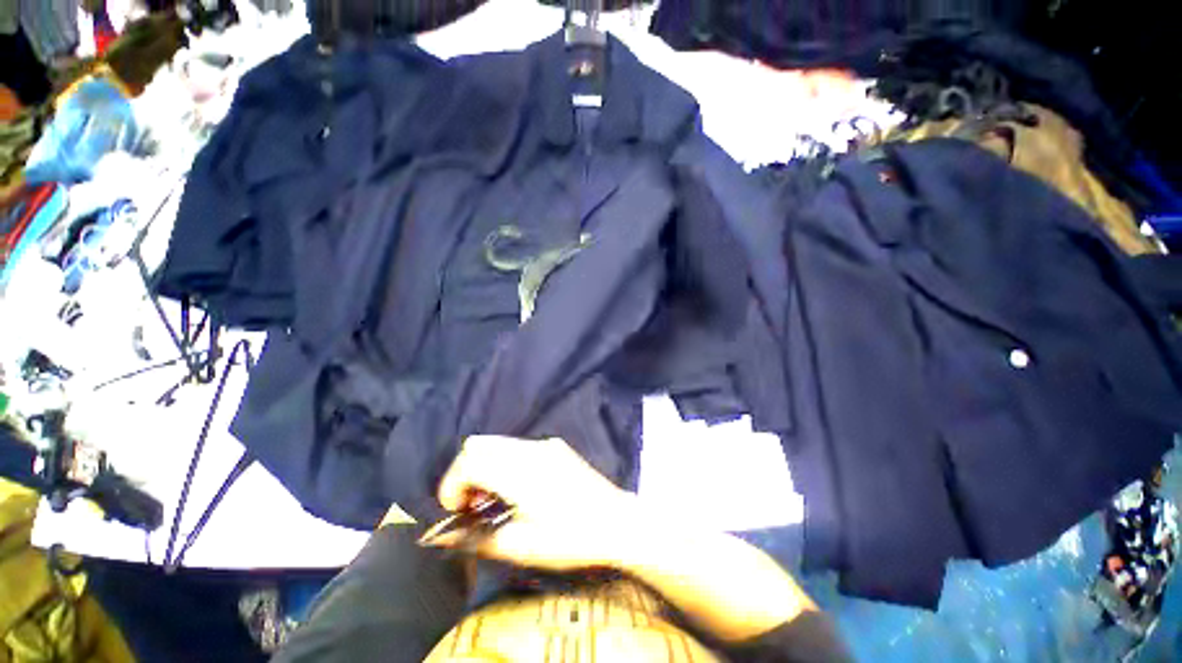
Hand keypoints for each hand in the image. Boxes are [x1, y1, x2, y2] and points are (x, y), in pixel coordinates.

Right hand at [425, 435, 636, 571]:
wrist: (616, 520)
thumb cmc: (571, 538)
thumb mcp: (522, 547)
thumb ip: (477, 539)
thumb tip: (444, 537)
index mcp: (520, 471)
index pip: (469, 460)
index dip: (451, 484)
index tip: (456, 510)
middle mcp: (530, 449)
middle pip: (479, 444)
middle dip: (465, 472)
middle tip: (472, 504)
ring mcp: (545, 444)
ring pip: (498, 442)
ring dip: (484, 466)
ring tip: (493, 499)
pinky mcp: (555, 446)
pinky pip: (517, 446)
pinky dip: (503, 461)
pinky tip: (516, 488)